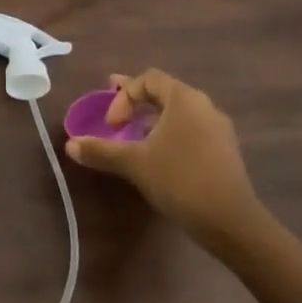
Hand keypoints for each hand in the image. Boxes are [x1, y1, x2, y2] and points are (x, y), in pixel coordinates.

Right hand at [66, 69, 263, 251]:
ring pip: (179, 113)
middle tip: (115, 114)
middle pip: (164, 93)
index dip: (124, 96)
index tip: (112, 124)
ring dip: (153, 120)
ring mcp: (218, 130)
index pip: (148, 80)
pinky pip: (191, 131)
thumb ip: (101, 150)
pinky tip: (159, 157)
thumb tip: (70, 146)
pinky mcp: (225, 152)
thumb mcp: (134, 163)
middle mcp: (204, 106)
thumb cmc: (179, 180)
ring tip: (134, 137)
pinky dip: (170, 135)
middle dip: (136, 102)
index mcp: (184, 99)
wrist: (231, 222)